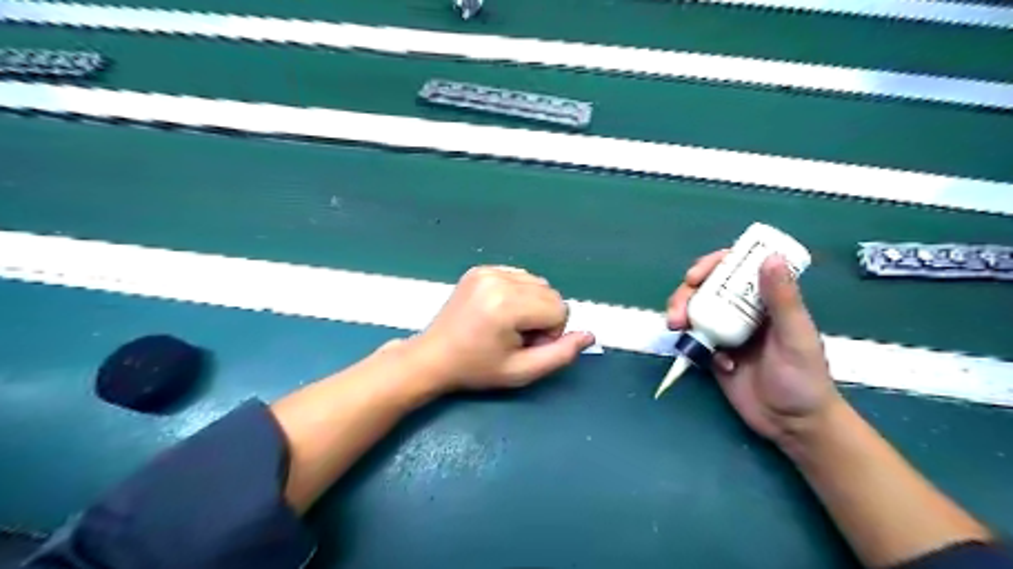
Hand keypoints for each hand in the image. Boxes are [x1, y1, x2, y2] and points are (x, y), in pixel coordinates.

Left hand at [407, 265, 593, 391]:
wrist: (433, 357)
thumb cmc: (477, 369)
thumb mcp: (521, 371)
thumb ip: (560, 355)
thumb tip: (590, 335)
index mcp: (507, 304)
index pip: (560, 309)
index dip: (551, 333)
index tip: (525, 346)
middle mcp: (499, 279)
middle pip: (551, 293)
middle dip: (543, 317)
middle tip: (516, 337)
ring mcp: (488, 270)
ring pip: (538, 283)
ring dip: (532, 304)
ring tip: (507, 324)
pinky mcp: (480, 268)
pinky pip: (519, 276)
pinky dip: (518, 293)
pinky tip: (498, 310)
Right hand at [672, 251, 844, 444]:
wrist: (792, 424)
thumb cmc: (804, 378)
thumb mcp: (795, 336)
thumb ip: (782, 299)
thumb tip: (770, 256)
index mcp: (765, 300)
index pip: (736, 269)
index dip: (712, 265)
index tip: (695, 275)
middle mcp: (742, 311)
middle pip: (706, 288)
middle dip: (685, 294)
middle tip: (677, 311)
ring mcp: (726, 332)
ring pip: (695, 311)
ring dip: (680, 314)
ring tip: (676, 328)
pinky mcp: (713, 353)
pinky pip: (694, 339)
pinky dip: (691, 344)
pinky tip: (710, 362)